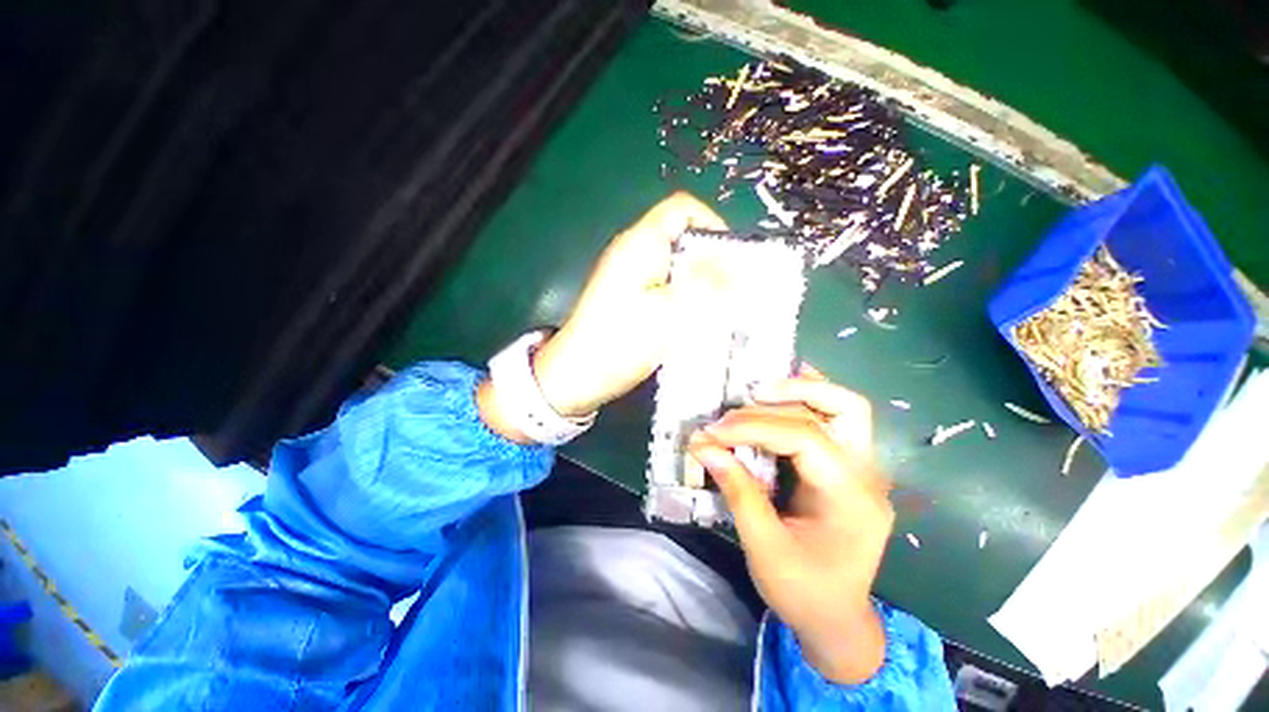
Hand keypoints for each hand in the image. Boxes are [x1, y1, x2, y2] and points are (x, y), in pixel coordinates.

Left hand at [532, 192, 726, 416]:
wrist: (577, 376)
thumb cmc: (621, 341)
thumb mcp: (669, 312)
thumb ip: (705, 284)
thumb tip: (735, 262)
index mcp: (641, 243)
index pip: (682, 208)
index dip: (712, 223)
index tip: (732, 256)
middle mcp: (634, 252)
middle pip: (681, 238)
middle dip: (711, 259)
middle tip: (732, 288)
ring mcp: (629, 275)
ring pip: (675, 265)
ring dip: (699, 282)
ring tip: (719, 306)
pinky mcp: (629, 297)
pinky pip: (665, 286)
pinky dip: (683, 296)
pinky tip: (695, 320)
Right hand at [688, 373, 894, 683]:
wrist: (837, 622)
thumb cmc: (804, 592)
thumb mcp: (764, 548)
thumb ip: (737, 491)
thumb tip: (703, 446)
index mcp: (850, 498)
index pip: (803, 438)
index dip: (754, 427)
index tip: (714, 431)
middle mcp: (866, 474)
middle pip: (844, 408)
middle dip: (791, 393)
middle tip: (747, 395)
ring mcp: (863, 469)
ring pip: (845, 407)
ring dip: (802, 391)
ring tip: (759, 391)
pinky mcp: (849, 469)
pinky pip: (835, 421)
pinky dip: (807, 401)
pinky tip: (781, 395)